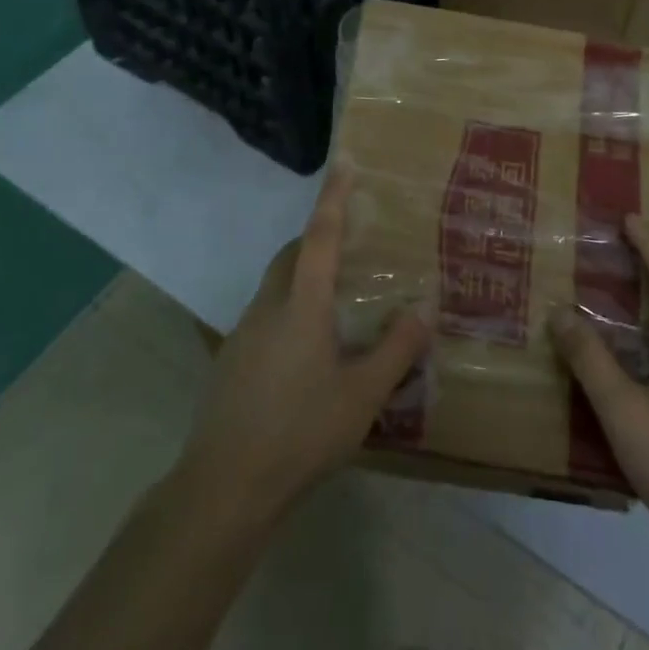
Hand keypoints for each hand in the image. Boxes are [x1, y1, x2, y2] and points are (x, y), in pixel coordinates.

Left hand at [176, 173, 431, 522]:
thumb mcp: (362, 395)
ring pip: (276, 287)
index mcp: (301, 305)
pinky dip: (289, 312)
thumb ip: (397, 348)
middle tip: (351, 246)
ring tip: (336, 303)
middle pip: (291, 256)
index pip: (320, 236)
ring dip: (303, 278)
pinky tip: (307, 354)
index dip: (334, 197)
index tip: (345, 161)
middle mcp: (267, 307)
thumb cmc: (301, 434)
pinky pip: (265, 317)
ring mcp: (242, 334)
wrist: (224, 488)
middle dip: (317, 239)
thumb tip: (424, 305)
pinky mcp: (230, 361)